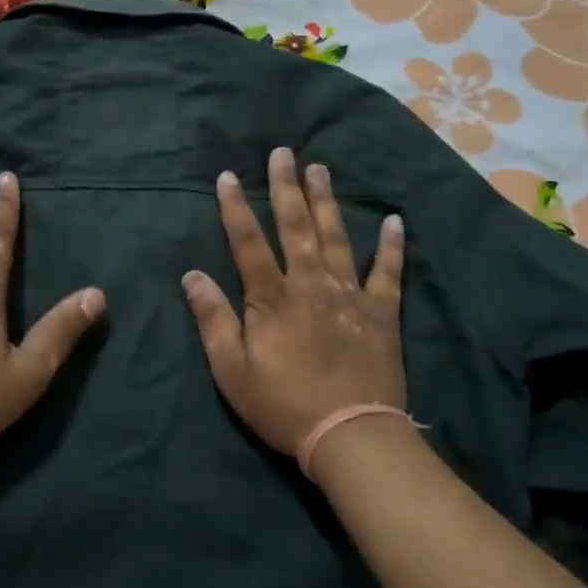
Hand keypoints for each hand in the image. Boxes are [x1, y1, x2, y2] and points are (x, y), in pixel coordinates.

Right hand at [182, 147, 405, 458]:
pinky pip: (388, 272)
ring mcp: (350, 294)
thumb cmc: (283, 405)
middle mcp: (311, 284)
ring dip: (327, 201)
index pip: (248, 242)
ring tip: (320, 169)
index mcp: (272, 298)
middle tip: (283, 152)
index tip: (228, 176)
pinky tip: (395, 221)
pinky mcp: (381, 312)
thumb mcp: (232, 371)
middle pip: (296, 226)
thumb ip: (213, 319)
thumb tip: (192, 275)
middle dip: (286, 187)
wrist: (350, 435)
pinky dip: (391, 246)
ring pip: (337, 237)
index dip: (235, 207)